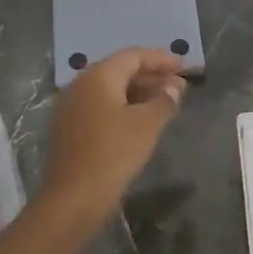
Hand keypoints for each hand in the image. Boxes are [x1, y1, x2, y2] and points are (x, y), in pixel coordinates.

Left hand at [38, 48, 186, 224]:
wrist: (73, 197)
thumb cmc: (113, 153)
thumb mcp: (147, 124)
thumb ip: (164, 100)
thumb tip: (174, 86)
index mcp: (98, 76)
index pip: (132, 56)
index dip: (160, 59)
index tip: (182, 66)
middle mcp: (81, 84)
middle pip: (120, 70)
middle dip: (150, 75)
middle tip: (177, 85)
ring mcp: (71, 106)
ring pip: (110, 89)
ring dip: (138, 92)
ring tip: (164, 102)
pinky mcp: (70, 128)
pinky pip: (101, 106)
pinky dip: (123, 106)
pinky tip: (140, 120)